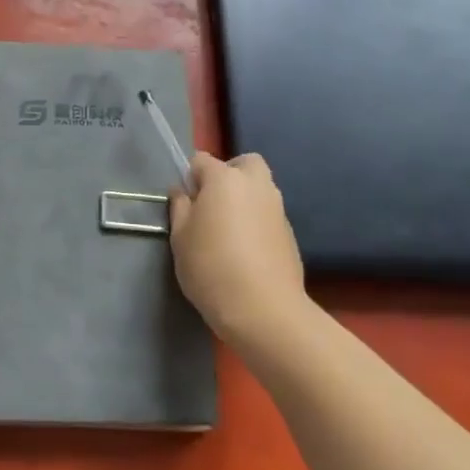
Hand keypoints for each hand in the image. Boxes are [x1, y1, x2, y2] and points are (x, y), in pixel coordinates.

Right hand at [169, 152, 308, 351]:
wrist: (264, 309)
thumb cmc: (211, 268)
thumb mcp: (180, 238)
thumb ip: (180, 207)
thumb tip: (182, 192)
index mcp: (224, 179)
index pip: (201, 160)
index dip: (190, 177)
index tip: (186, 203)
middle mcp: (255, 185)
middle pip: (244, 163)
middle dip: (229, 174)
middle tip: (213, 203)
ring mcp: (277, 208)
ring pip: (260, 188)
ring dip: (245, 198)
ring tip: (229, 231)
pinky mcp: (290, 232)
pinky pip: (269, 214)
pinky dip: (257, 221)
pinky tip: (247, 250)